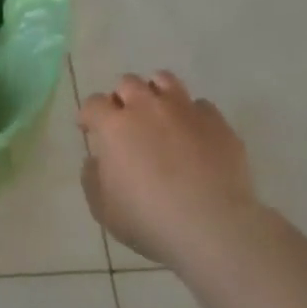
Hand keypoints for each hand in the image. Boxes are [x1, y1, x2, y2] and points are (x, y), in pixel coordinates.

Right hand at [77, 72, 258, 268]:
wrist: (213, 227)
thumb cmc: (149, 220)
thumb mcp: (103, 209)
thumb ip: (92, 178)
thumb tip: (97, 160)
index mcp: (114, 126)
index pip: (93, 103)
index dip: (89, 115)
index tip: (89, 129)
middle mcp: (147, 108)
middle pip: (128, 83)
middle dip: (122, 98)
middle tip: (125, 121)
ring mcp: (185, 111)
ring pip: (165, 80)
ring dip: (155, 92)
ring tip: (158, 113)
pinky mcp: (217, 122)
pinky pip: (200, 105)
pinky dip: (191, 114)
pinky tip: (192, 134)